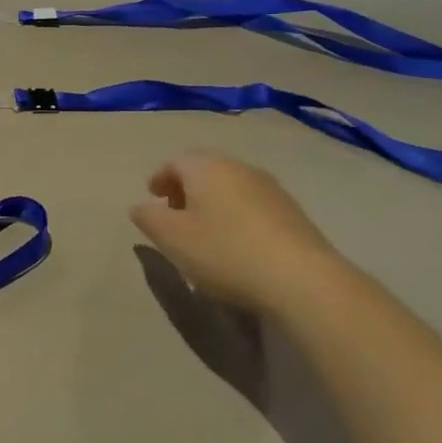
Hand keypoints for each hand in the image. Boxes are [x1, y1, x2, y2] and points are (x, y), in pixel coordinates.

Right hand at [131, 153, 344, 312]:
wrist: (302, 280)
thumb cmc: (224, 252)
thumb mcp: (171, 238)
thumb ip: (148, 218)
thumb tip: (140, 206)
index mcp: (207, 168)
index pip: (175, 162)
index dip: (160, 178)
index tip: (152, 198)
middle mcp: (239, 168)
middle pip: (205, 171)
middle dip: (186, 189)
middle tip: (174, 214)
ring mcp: (271, 189)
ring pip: (230, 188)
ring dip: (212, 204)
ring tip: (203, 233)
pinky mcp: (293, 213)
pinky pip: (252, 206)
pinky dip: (235, 217)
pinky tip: (235, 245)